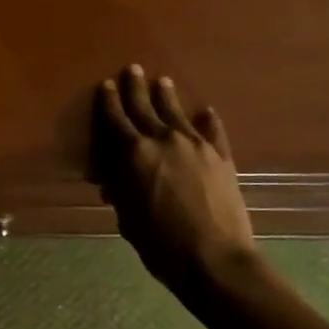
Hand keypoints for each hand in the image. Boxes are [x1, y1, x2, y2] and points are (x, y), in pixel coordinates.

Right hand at [94, 65, 256, 295]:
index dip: (109, 102)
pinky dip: (208, 121)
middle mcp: (163, 140)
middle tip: (133, 69)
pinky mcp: (221, 157)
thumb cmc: (160, 244)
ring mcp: (196, 145)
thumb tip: (111, 178)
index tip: (107, 85)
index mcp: (134, 154)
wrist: (215, 260)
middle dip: (136, 88)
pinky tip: (207, 112)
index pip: (116, 120)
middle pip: (145, 107)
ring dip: (167, 96)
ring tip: (163, 81)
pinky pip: (213, 131)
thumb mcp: (128, 218)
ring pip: (177, 113)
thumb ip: (119, 190)